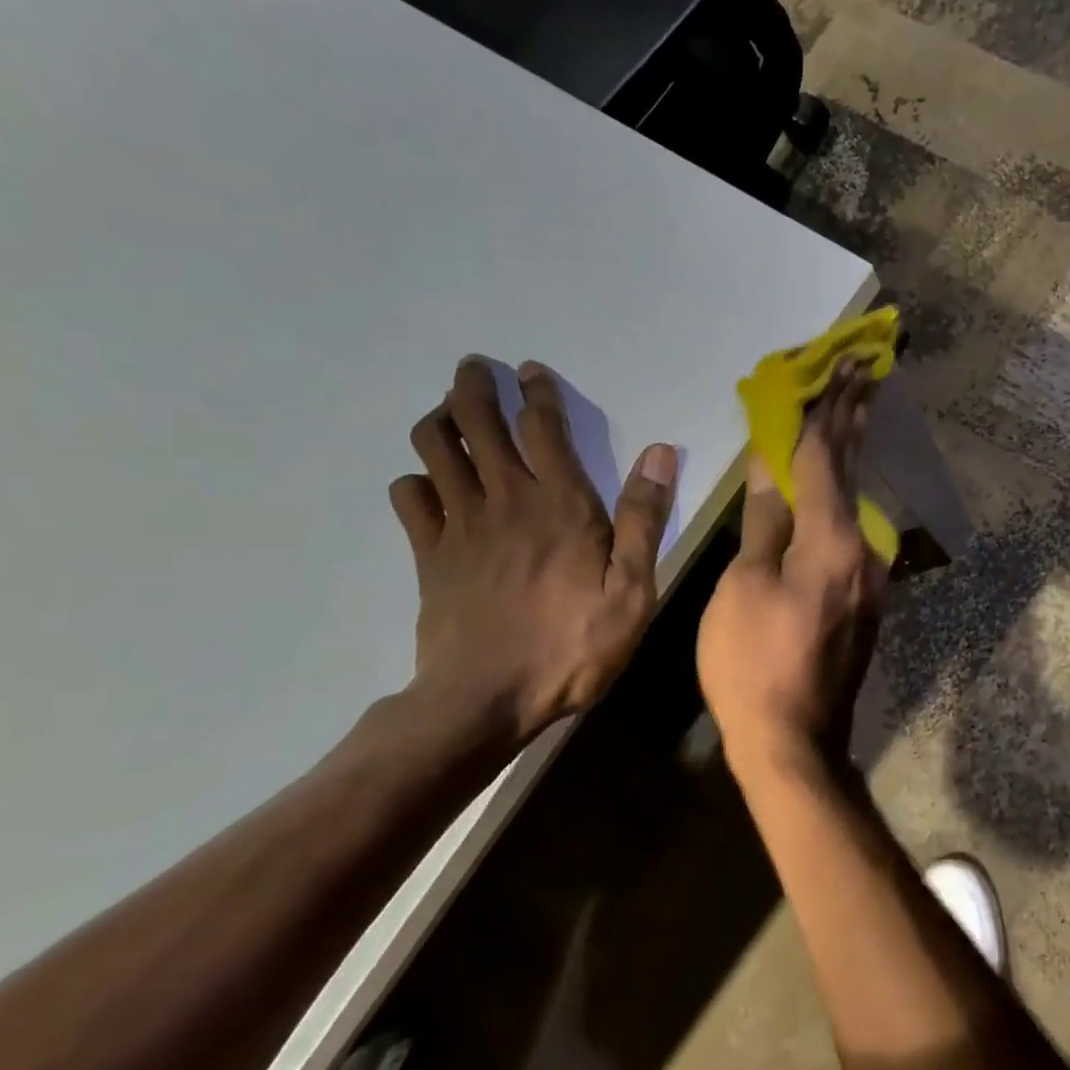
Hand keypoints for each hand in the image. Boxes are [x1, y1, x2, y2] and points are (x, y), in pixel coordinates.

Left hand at [389, 358, 676, 742]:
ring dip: (440, 421)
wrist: (485, 700)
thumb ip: (643, 518)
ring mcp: (460, 525)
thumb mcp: (632, 590)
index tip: (530, 370)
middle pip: (477, 423)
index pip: (542, 426)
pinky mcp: (429, 555)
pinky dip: (415, 481)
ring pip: (435, 449)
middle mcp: (505, 499)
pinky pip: (409, 499)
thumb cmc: (572, 646)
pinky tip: (427, 485)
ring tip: (449, 415)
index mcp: (560, 503)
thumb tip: (660, 452)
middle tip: (474, 369)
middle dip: (473, 387)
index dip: (536, 391)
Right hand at [698, 370, 887, 783]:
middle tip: (867, 369)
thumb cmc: (753, 663)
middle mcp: (864, 549)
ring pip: (855, 499)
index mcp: (831, 541)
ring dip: (850, 452)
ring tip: (850, 408)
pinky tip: (834, 481)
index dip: (828, 408)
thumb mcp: (744, 586)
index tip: (845, 364)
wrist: (795, 742)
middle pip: (854, 469)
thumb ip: (765, 519)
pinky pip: (851, 530)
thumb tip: (771, 461)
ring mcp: (871, 576)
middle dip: (856, 416)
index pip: (827, 457)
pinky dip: (841, 494)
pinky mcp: (866, 597)